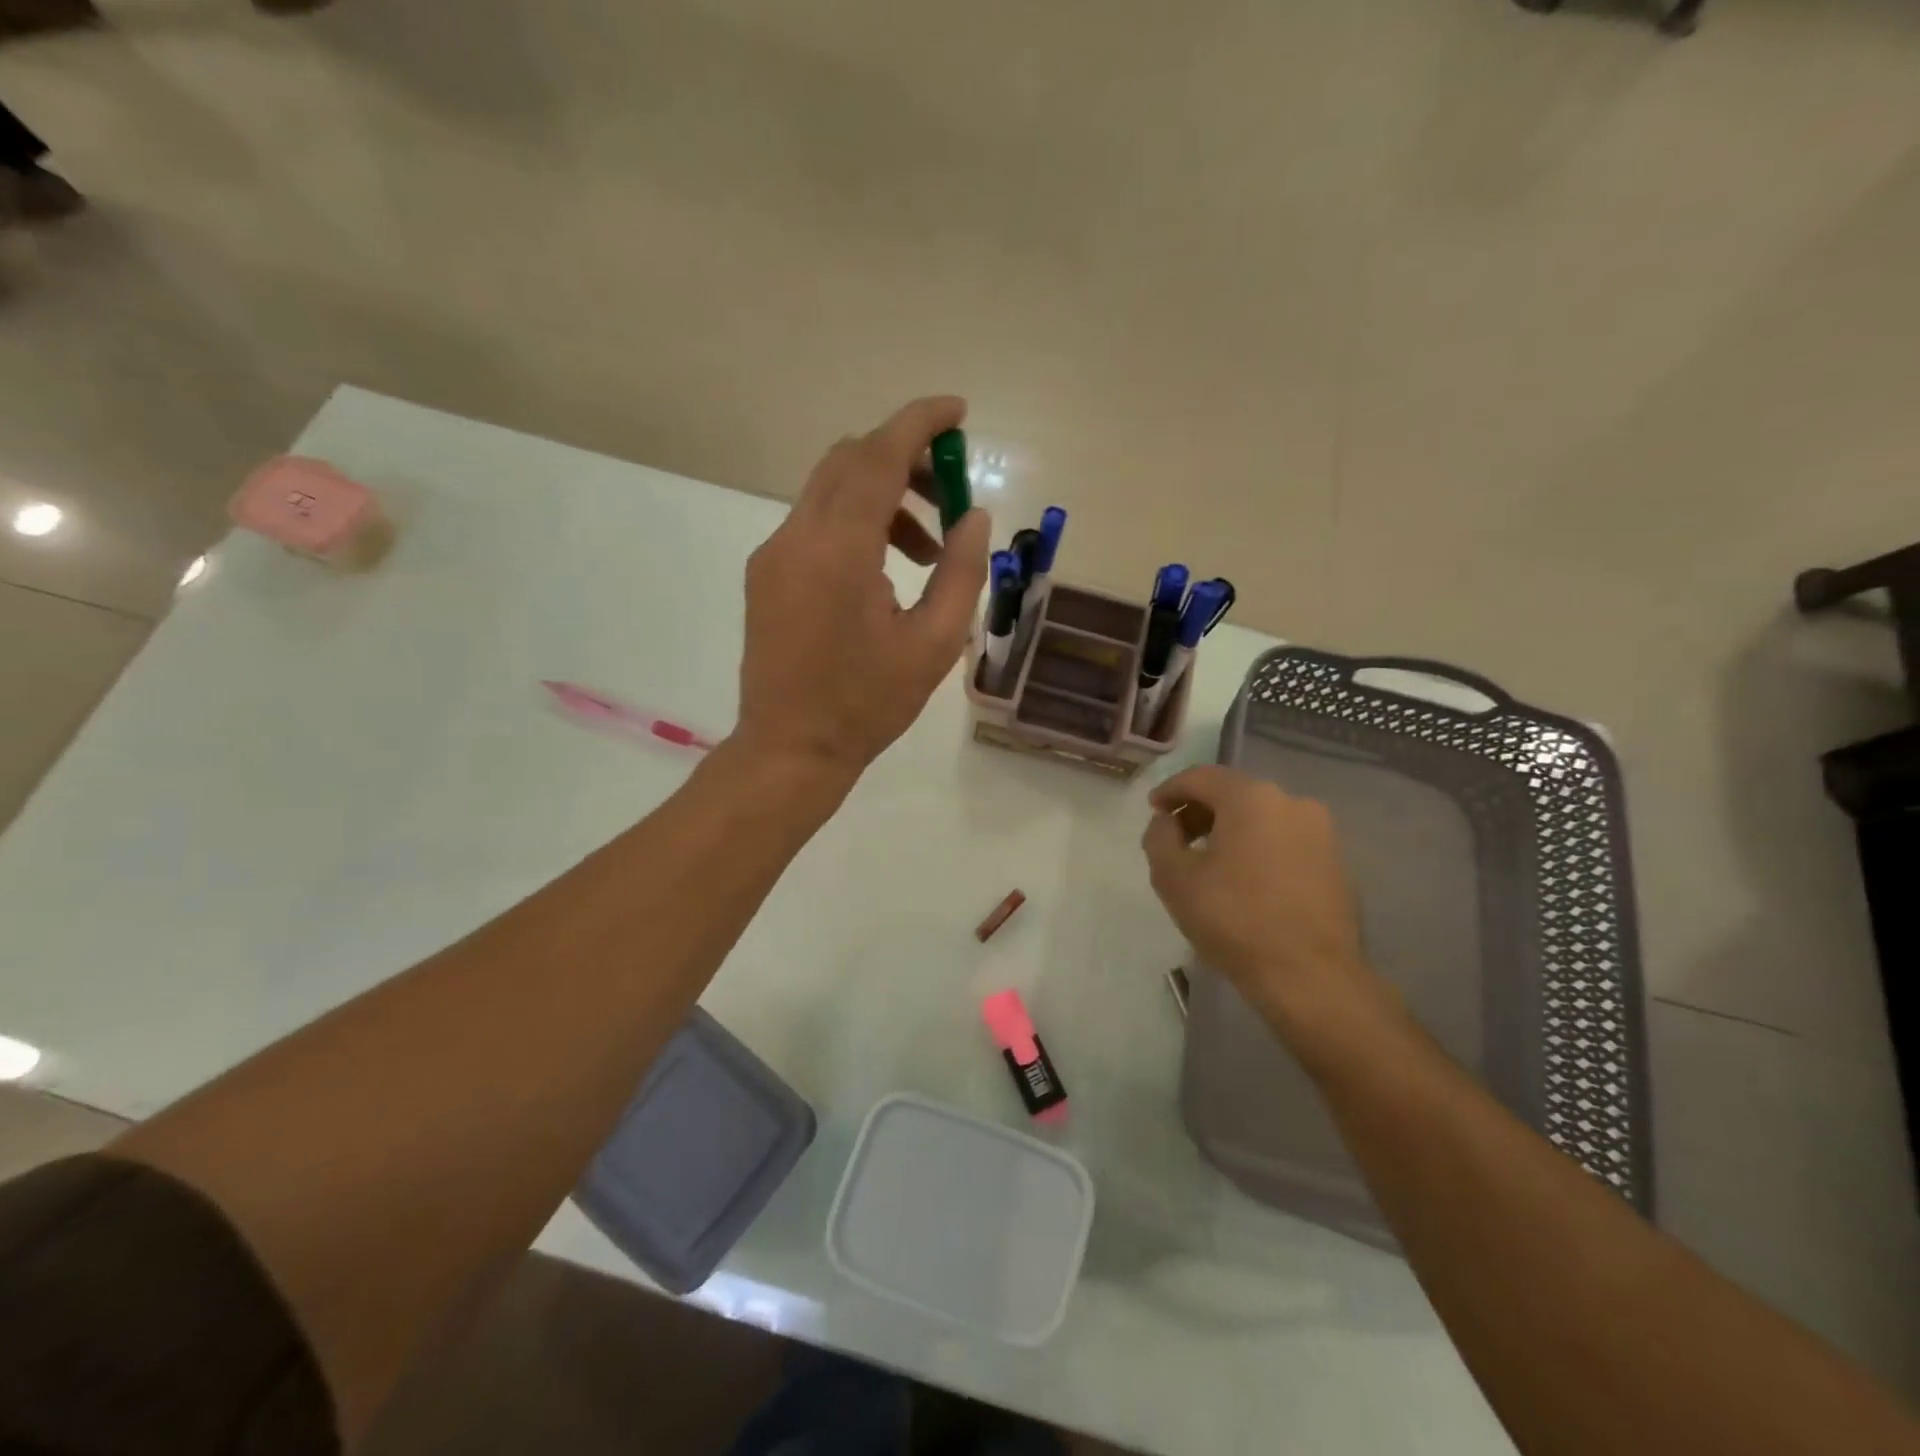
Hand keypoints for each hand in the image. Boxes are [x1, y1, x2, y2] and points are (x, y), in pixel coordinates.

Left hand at [735, 396, 991, 782]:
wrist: (790, 749)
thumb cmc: (867, 705)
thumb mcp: (934, 644)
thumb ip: (961, 572)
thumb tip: (974, 517)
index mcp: (838, 552)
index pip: (877, 456)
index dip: (919, 423)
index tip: (958, 413)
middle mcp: (797, 538)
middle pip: (850, 461)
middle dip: (905, 460)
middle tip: (950, 495)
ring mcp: (773, 554)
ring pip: (831, 490)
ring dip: (883, 498)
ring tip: (927, 553)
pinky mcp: (766, 573)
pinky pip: (815, 522)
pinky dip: (856, 523)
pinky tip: (884, 571)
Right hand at [1142, 764, 1391, 1042]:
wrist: (1311, 977)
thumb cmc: (1235, 921)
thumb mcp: (1174, 878)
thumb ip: (1159, 838)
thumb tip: (1167, 822)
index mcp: (1251, 798)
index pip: (1201, 777)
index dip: (1171, 790)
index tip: (1153, 810)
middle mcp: (1291, 801)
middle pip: (1234, 793)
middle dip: (1200, 810)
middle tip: (1177, 838)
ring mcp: (1321, 831)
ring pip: (1262, 816)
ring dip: (1230, 830)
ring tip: (1209, 862)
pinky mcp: (1336, 861)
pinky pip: (1285, 840)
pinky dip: (1258, 847)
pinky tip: (1244, 880)